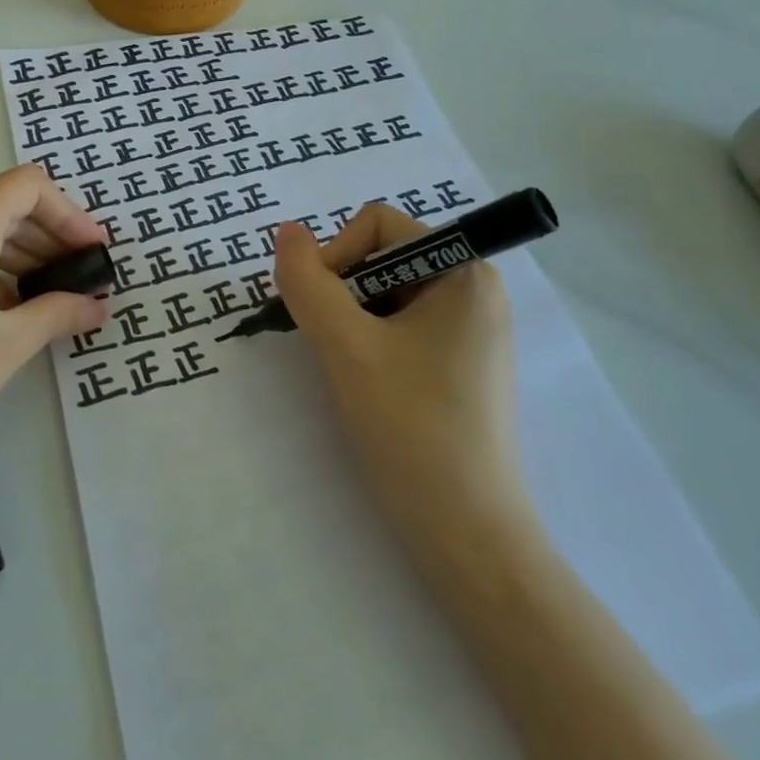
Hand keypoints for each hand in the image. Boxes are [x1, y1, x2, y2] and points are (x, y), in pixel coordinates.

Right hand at [272, 206, 527, 545]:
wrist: (468, 534)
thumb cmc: (412, 427)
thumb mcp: (346, 346)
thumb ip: (308, 281)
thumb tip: (285, 230)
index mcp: (464, 271)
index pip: (377, 225)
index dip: (338, 255)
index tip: (327, 312)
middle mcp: (474, 289)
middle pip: (381, 255)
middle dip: (343, 291)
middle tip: (334, 344)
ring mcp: (470, 328)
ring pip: (384, 292)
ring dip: (352, 318)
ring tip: (352, 369)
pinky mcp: (459, 362)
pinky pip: (400, 323)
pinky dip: (370, 340)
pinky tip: (368, 382)